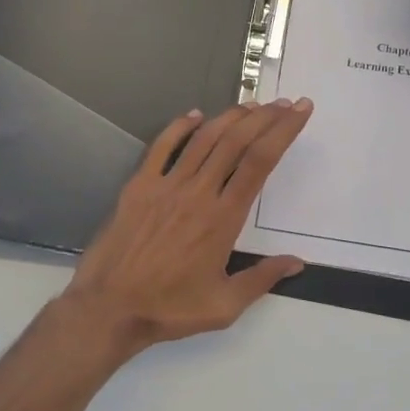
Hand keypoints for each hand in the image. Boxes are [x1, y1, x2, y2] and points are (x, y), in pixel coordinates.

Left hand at [58, 98, 312, 355]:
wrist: (109, 308)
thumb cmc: (169, 308)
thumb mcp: (224, 305)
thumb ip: (262, 279)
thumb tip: (297, 262)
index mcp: (223, 218)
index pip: (260, 162)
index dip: (283, 131)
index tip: (300, 111)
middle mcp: (198, 193)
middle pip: (237, 141)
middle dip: (265, 117)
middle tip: (284, 103)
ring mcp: (166, 185)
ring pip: (204, 139)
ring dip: (231, 117)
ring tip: (252, 105)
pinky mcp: (139, 186)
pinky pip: (161, 147)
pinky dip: (180, 127)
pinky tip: (196, 115)